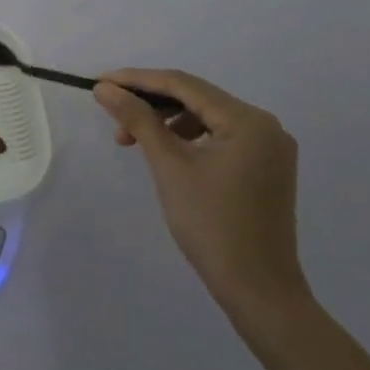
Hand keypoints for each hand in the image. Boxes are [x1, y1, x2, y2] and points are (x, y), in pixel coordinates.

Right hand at [93, 69, 307, 319]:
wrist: (258, 290)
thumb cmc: (211, 224)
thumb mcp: (168, 165)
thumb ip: (138, 119)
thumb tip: (105, 88)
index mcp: (248, 120)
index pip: (184, 84)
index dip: (138, 79)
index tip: (100, 82)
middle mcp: (265, 126)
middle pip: (197, 98)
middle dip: (151, 103)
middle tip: (112, 115)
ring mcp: (269, 148)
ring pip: (206, 118)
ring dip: (167, 122)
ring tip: (133, 140)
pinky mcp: (265, 168)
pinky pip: (219, 138)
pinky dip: (188, 139)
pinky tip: (165, 152)